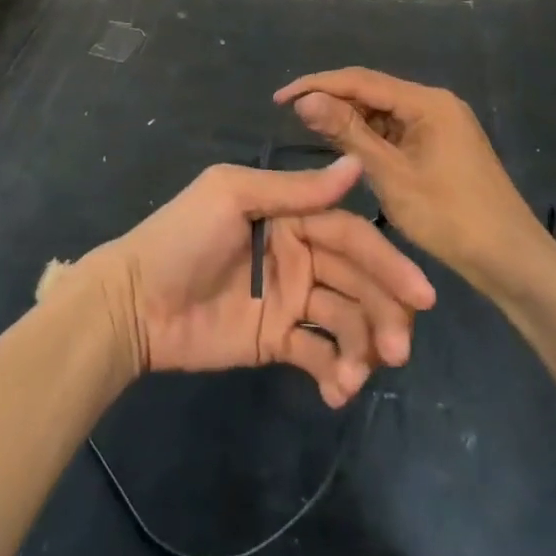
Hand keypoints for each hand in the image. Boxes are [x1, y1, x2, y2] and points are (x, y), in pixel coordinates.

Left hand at [84, 158, 436, 407]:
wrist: (134, 302)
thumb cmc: (182, 237)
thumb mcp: (233, 196)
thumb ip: (296, 190)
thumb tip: (357, 165)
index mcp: (291, 217)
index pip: (351, 235)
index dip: (387, 262)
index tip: (421, 295)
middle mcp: (299, 255)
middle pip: (358, 281)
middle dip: (384, 312)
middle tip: (397, 349)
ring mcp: (290, 300)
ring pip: (346, 320)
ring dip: (362, 348)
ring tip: (355, 376)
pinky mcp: (278, 341)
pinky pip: (320, 354)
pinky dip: (335, 372)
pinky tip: (335, 390)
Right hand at [276, 69, 554, 294]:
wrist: (511, 260)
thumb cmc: (450, 217)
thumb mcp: (391, 175)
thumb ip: (347, 134)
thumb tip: (305, 100)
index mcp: (426, 102)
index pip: (360, 80)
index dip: (316, 85)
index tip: (279, 99)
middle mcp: (434, 104)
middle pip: (372, 91)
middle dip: (331, 101)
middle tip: (290, 117)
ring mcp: (440, 124)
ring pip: (383, 111)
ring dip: (349, 120)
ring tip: (310, 132)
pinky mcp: (440, 145)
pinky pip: (396, 130)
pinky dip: (370, 137)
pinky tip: (346, 149)